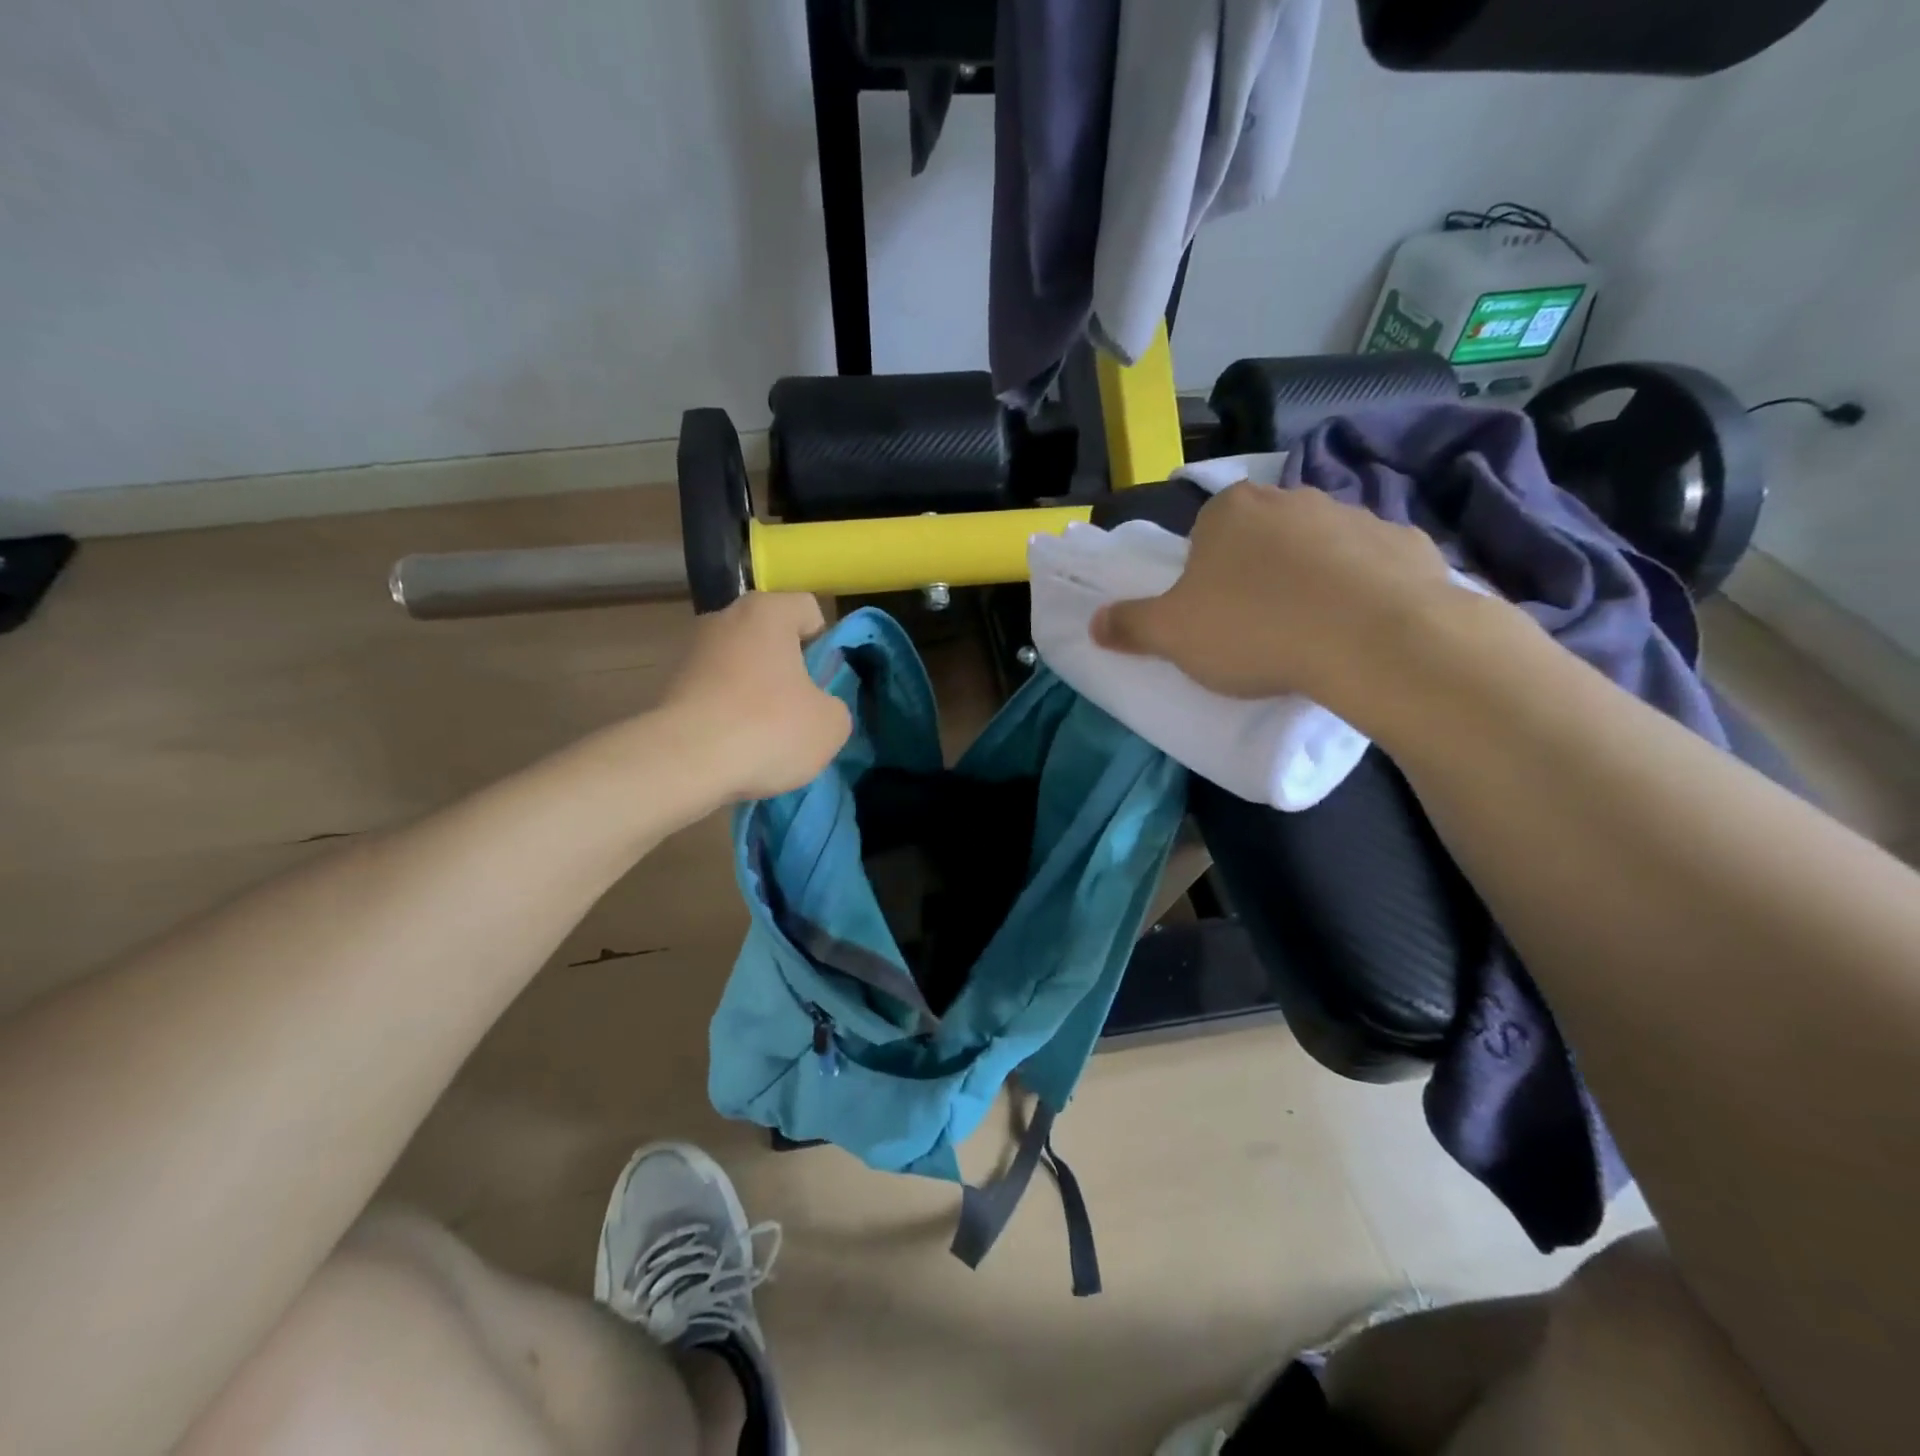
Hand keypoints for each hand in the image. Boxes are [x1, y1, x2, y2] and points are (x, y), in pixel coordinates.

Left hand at [659, 593, 851, 800]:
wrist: (685, 762)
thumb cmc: (770, 728)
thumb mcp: (831, 724)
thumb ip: (833, 706)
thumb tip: (817, 708)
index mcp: (767, 612)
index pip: (807, 610)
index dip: (824, 644)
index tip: (823, 681)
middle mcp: (723, 619)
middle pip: (770, 639)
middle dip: (786, 671)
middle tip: (799, 712)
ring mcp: (691, 653)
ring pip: (740, 669)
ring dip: (754, 695)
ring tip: (764, 739)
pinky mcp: (668, 688)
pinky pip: (714, 696)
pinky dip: (727, 717)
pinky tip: (734, 749)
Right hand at [1092, 483, 1467, 716]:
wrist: (1371, 640)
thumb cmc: (1253, 628)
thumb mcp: (1171, 635)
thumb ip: (1129, 625)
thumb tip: (1094, 623)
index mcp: (1231, 510)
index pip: (1205, 533)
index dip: (1204, 574)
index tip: (1212, 614)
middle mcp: (1292, 498)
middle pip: (1263, 537)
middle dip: (1257, 574)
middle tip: (1256, 627)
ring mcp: (1356, 515)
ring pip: (1318, 550)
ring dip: (1310, 582)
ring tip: (1310, 635)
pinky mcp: (1407, 543)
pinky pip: (1370, 569)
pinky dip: (1361, 593)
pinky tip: (1357, 631)